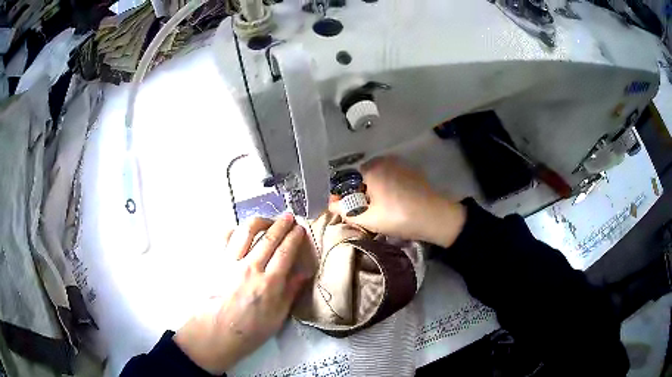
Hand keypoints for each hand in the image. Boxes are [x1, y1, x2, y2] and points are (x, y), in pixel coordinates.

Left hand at [173, 214, 312, 374]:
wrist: (217, 331)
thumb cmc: (251, 329)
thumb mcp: (277, 316)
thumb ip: (290, 292)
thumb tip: (303, 273)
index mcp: (269, 283)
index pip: (285, 252)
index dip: (294, 237)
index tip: (300, 228)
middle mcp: (251, 267)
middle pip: (268, 238)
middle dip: (281, 224)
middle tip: (288, 217)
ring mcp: (231, 262)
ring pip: (246, 231)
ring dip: (259, 221)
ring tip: (267, 221)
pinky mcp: (216, 261)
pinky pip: (224, 238)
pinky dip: (234, 230)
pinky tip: (239, 231)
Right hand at [329, 156, 465, 247]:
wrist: (437, 217)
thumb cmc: (401, 217)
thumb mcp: (370, 219)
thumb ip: (347, 211)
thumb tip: (331, 205)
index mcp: (372, 169)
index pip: (346, 180)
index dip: (340, 195)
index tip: (339, 208)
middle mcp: (383, 161)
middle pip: (360, 177)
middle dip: (356, 193)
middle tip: (357, 211)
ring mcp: (398, 164)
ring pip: (375, 177)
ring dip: (370, 191)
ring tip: (373, 209)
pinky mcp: (409, 171)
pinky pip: (388, 177)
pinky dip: (383, 188)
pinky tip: (389, 202)